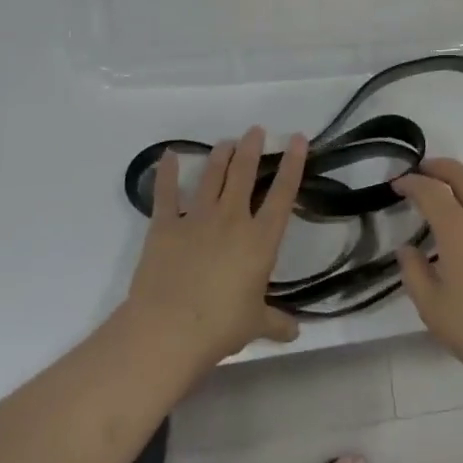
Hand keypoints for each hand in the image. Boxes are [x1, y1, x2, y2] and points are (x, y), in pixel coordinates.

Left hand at [123, 127, 306, 369]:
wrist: (169, 329)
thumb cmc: (220, 327)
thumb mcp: (255, 325)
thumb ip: (276, 322)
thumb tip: (295, 332)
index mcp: (260, 240)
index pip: (283, 194)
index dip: (292, 164)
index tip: (297, 139)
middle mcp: (232, 220)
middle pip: (244, 174)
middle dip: (252, 149)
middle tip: (255, 130)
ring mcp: (196, 219)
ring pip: (211, 177)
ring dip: (220, 156)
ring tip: (227, 142)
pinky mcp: (165, 226)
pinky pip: (166, 193)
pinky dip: (166, 173)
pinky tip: (168, 155)